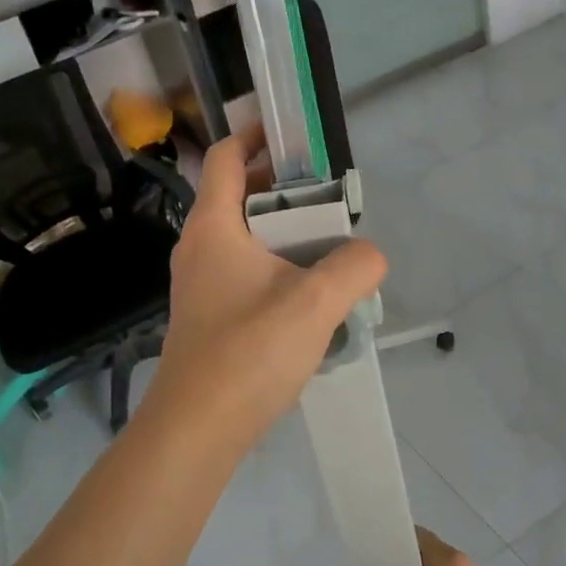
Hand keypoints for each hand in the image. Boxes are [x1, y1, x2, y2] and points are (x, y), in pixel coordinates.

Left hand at [142, 129, 386, 457]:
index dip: (255, 136)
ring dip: (283, 234)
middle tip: (330, 202)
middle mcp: (199, 247)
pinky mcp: (208, 315)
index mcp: (213, 226)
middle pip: (238, 196)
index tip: (293, 135)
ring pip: (243, 238)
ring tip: (329, 250)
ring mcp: (199, 283)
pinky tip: (308, 298)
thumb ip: (353, 267)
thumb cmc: (248, 353)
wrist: (196, 430)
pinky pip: (243, 272)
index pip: (226, 158)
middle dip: (283, 190)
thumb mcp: (315, 303)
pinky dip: (275, 267)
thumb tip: (369, 254)